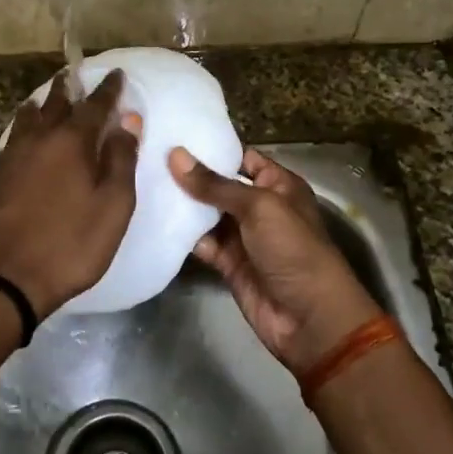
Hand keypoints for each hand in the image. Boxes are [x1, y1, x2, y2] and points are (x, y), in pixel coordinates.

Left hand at [0, 70, 140, 318]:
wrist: (8, 278)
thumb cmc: (71, 244)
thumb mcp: (113, 206)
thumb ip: (121, 160)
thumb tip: (127, 121)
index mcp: (71, 143)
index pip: (94, 105)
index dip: (108, 89)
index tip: (116, 74)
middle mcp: (39, 140)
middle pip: (55, 104)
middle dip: (68, 88)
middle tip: (75, 75)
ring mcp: (11, 157)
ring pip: (27, 118)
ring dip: (41, 105)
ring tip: (46, 100)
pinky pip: (12, 139)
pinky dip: (23, 129)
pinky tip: (23, 137)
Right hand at [169, 146, 384, 373]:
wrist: (308, 317)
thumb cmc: (293, 249)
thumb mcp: (258, 207)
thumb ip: (215, 185)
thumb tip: (175, 155)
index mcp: (278, 185)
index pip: (242, 158)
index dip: (212, 149)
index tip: (173, 136)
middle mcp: (260, 207)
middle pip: (220, 186)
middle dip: (189, 176)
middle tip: (147, 159)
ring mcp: (243, 237)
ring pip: (207, 215)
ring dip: (182, 205)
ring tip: (143, 184)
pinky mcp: (228, 263)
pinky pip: (202, 243)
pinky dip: (183, 235)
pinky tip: (155, 220)